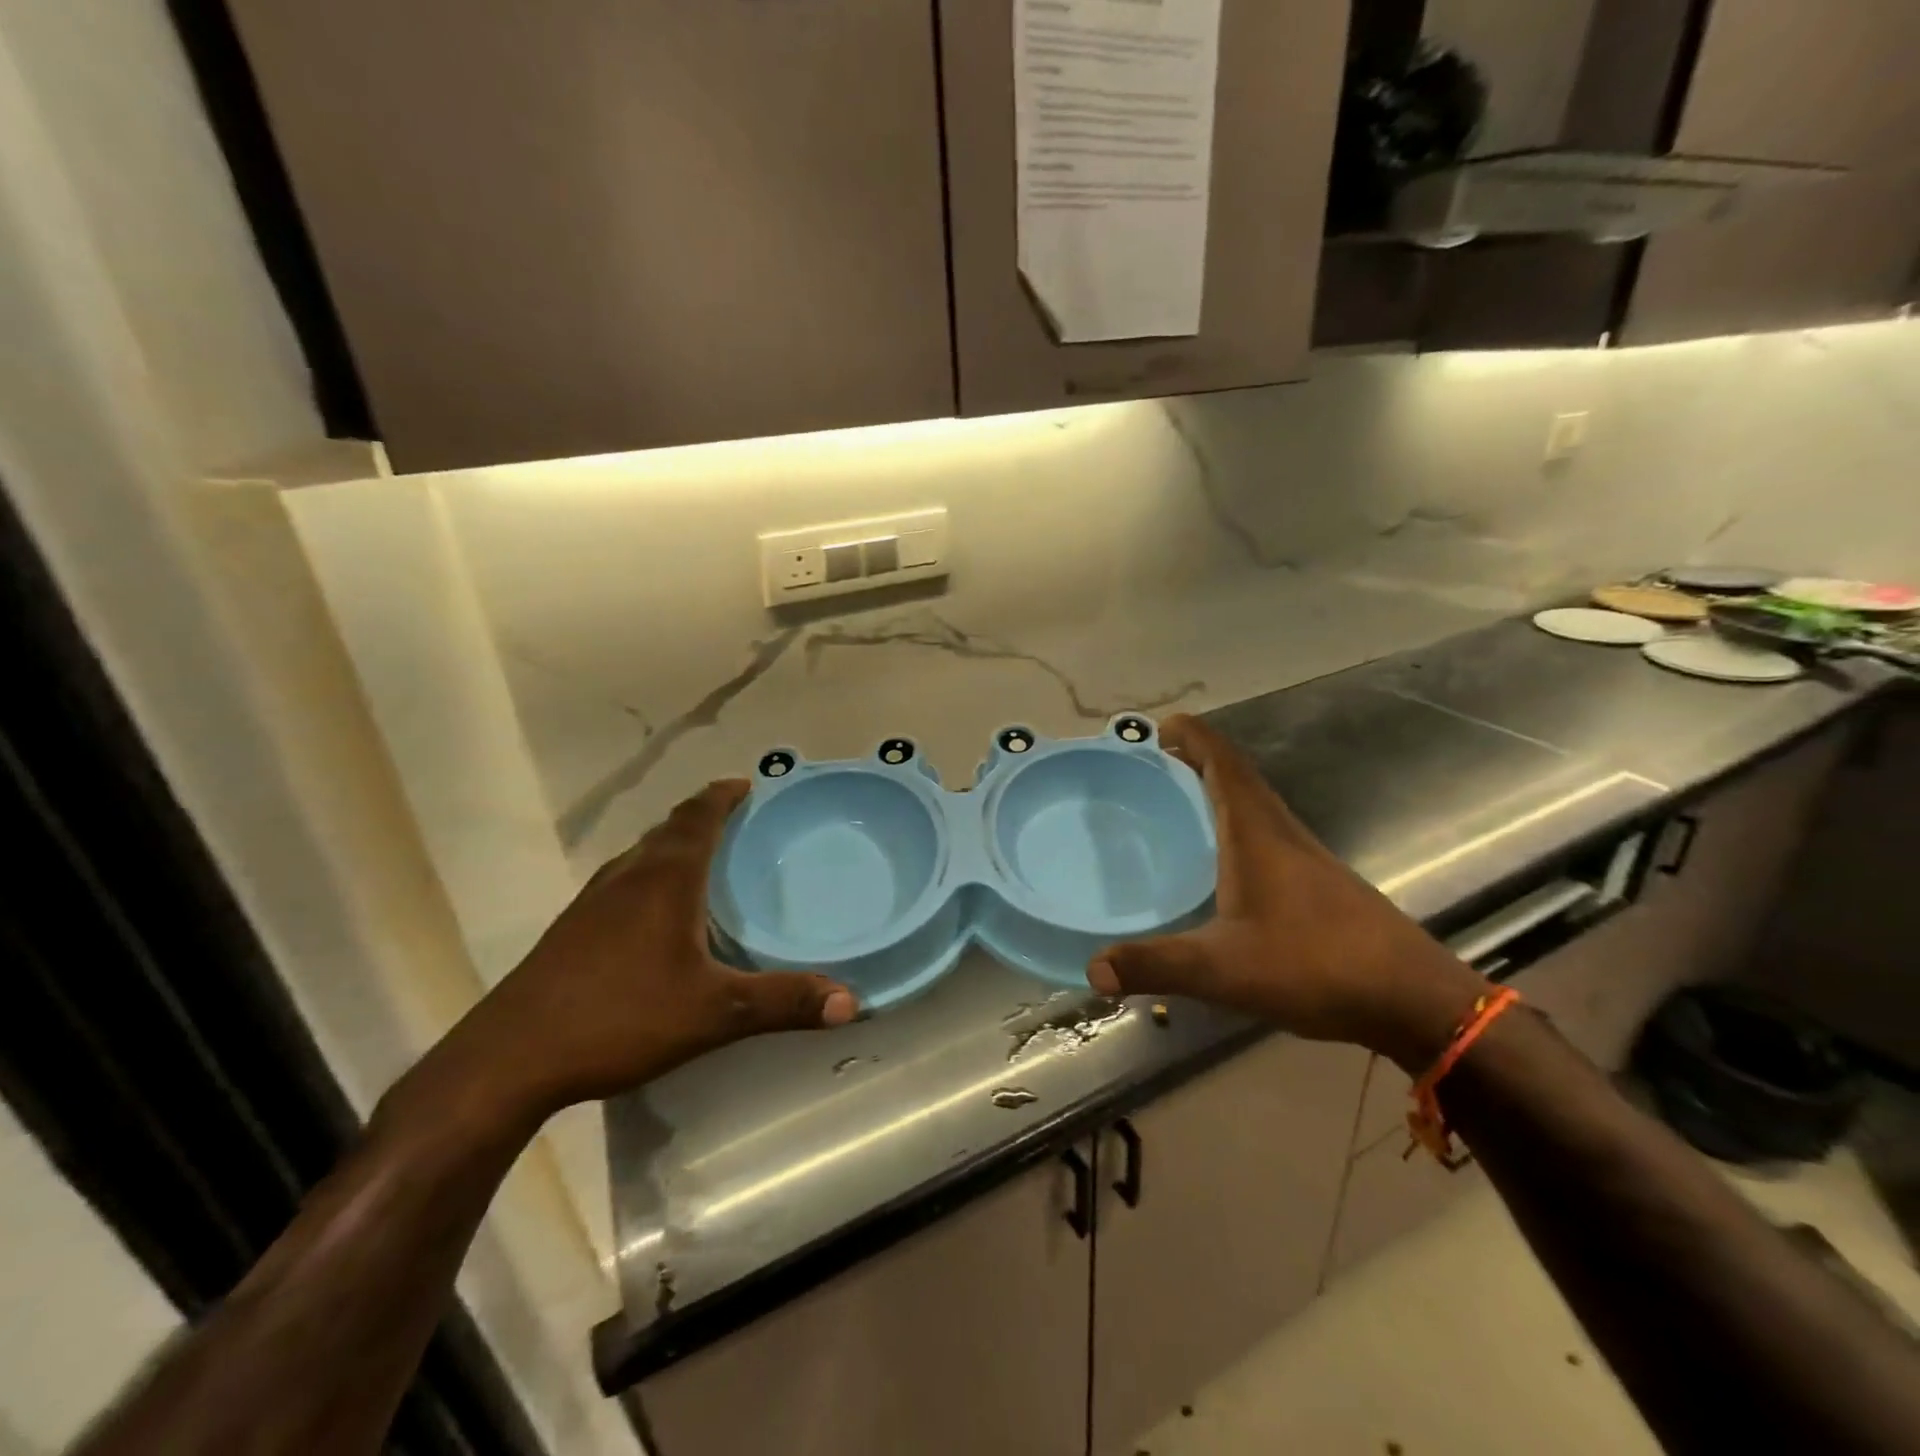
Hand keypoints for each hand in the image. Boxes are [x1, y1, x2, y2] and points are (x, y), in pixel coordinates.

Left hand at [432, 780, 856, 1121]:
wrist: (508, 1059)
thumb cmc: (620, 1017)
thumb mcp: (713, 1013)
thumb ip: (782, 1003)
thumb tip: (851, 1002)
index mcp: (664, 879)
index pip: (698, 816)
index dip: (724, 795)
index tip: (749, 785)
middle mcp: (627, 877)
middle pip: (670, 829)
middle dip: (705, 817)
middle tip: (741, 823)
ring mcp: (592, 902)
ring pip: (642, 856)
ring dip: (675, 846)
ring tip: (706, 861)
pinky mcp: (572, 930)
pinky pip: (623, 883)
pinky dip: (651, 877)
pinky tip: (659, 916)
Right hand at [1088, 715, 1484, 1071]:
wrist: (1411, 999)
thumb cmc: (1314, 966)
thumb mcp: (1222, 970)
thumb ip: (1155, 966)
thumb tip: (1092, 968)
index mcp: (1256, 833)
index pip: (1223, 763)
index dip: (1193, 736)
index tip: (1159, 725)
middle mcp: (1282, 832)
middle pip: (1237, 775)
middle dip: (1196, 758)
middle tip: (1152, 763)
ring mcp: (1305, 856)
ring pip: (1254, 804)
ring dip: (1217, 789)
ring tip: (1176, 801)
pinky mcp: (1318, 882)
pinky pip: (1266, 832)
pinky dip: (1235, 823)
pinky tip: (1220, 860)